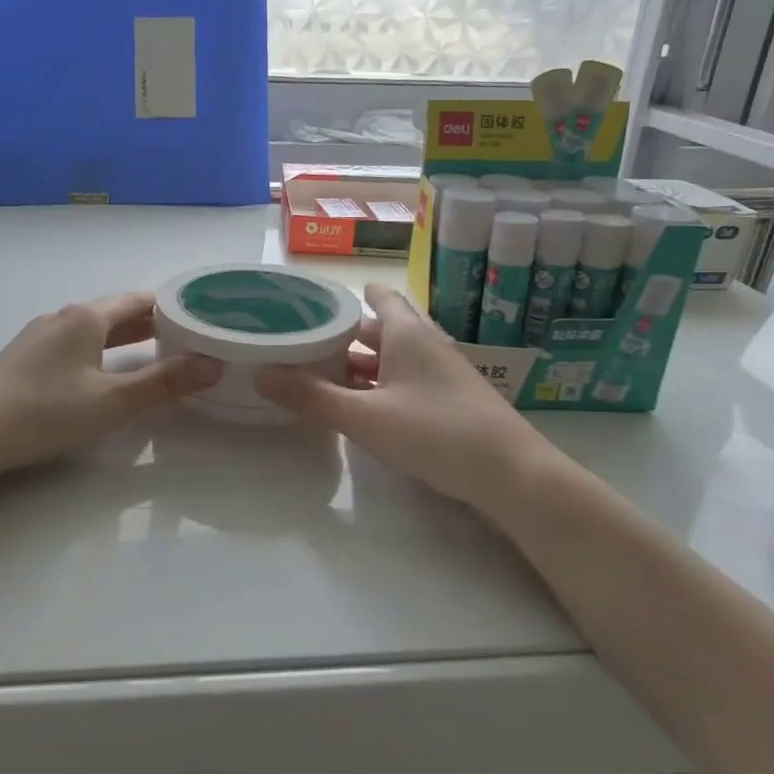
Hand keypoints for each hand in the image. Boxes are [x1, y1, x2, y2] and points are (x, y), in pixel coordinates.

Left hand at [0, 293, 219, 482]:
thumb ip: (163, 384)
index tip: (200, 317)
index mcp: (86, 318)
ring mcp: (39, 336)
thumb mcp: (112, 402)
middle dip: (151, 323)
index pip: (138, 301)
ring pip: (93, 329)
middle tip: (187, 337)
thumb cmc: (45, 413)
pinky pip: (74, 343)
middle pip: (116, 312)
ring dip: (125, 337)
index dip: (171, 307)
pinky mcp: (25, 358)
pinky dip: (101, 349)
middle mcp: (62, 317)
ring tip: (154, 352)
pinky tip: (104, 371)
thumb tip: (212, 365)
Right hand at [254, 282, 551, 512]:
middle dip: (344, 336)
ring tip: (320, 376)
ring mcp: (441, 376)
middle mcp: (426, 347)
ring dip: (360, 366)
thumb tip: (261, 373)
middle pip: (380, 331)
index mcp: (408, 334)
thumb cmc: (435, 432)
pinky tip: (360, 408)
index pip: (379, 298)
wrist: (513, 477)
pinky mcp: (449, 404)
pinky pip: (404, 384)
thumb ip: (312, 397)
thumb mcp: (364, 417)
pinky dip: (378, 388)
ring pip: (392, 360)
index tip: (315, 302)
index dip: (349, 296)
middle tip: (303, 343)